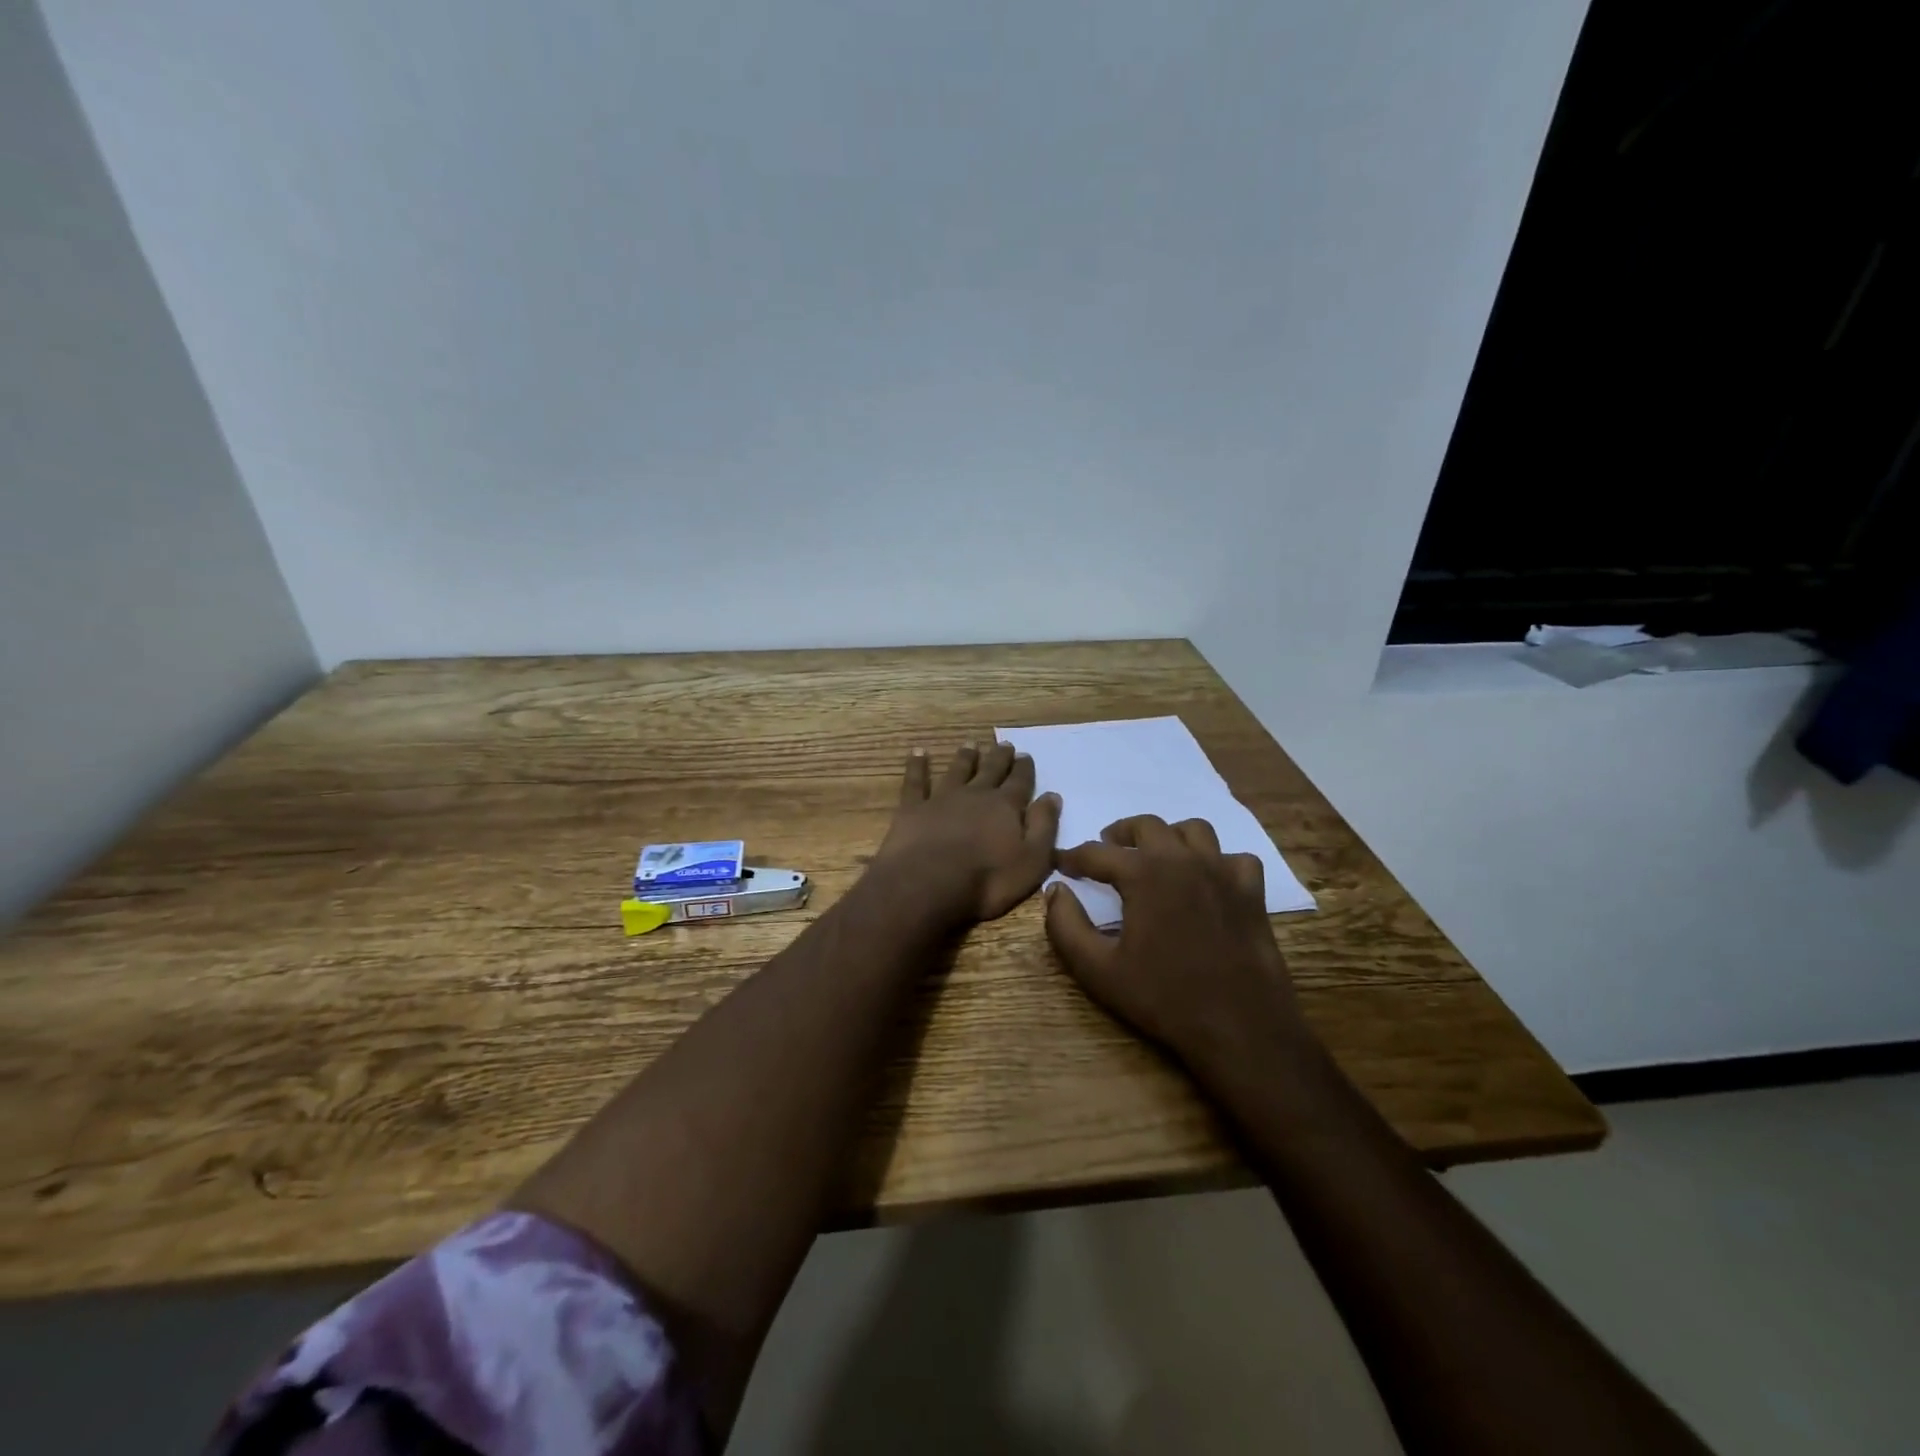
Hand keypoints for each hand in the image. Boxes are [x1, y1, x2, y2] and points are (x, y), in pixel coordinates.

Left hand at [872, 743, 1062, 926]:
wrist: (929, 883)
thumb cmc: (987, 879)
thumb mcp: (1032, 860)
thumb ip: (1044, 826)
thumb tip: (1052, 796)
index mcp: (1005, 806)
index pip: (1019, 782)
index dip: (1024, 769)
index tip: (1025, 755)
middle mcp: (975, 794)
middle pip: (990, 770)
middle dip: (999, 757)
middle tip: (1004, 744)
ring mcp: (942, 798)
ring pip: (957, 770)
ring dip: (965, 757)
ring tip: (970, 743)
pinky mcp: (913, 808)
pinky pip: (915, 781)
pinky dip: (917, 766)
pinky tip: (918, 753)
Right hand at [1044, 815, 1310, 1075]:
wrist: (1240, 1027)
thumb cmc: (1163, 998)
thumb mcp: (1098, 969)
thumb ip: (1066, 926)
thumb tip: (1056, 891)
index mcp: (1143, 873)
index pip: (1097, 853)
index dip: (1073, 857)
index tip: (1060, 863)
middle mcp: (1183, 859)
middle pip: (1146, 826)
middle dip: (1120, 834)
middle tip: (1107, 851)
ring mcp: (1223, 871)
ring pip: (1193, 830)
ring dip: (1168, 836)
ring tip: (1155, 856)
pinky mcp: (1252, 891)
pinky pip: (1233, 858)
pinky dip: (1217, 860)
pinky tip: (1207, 880)